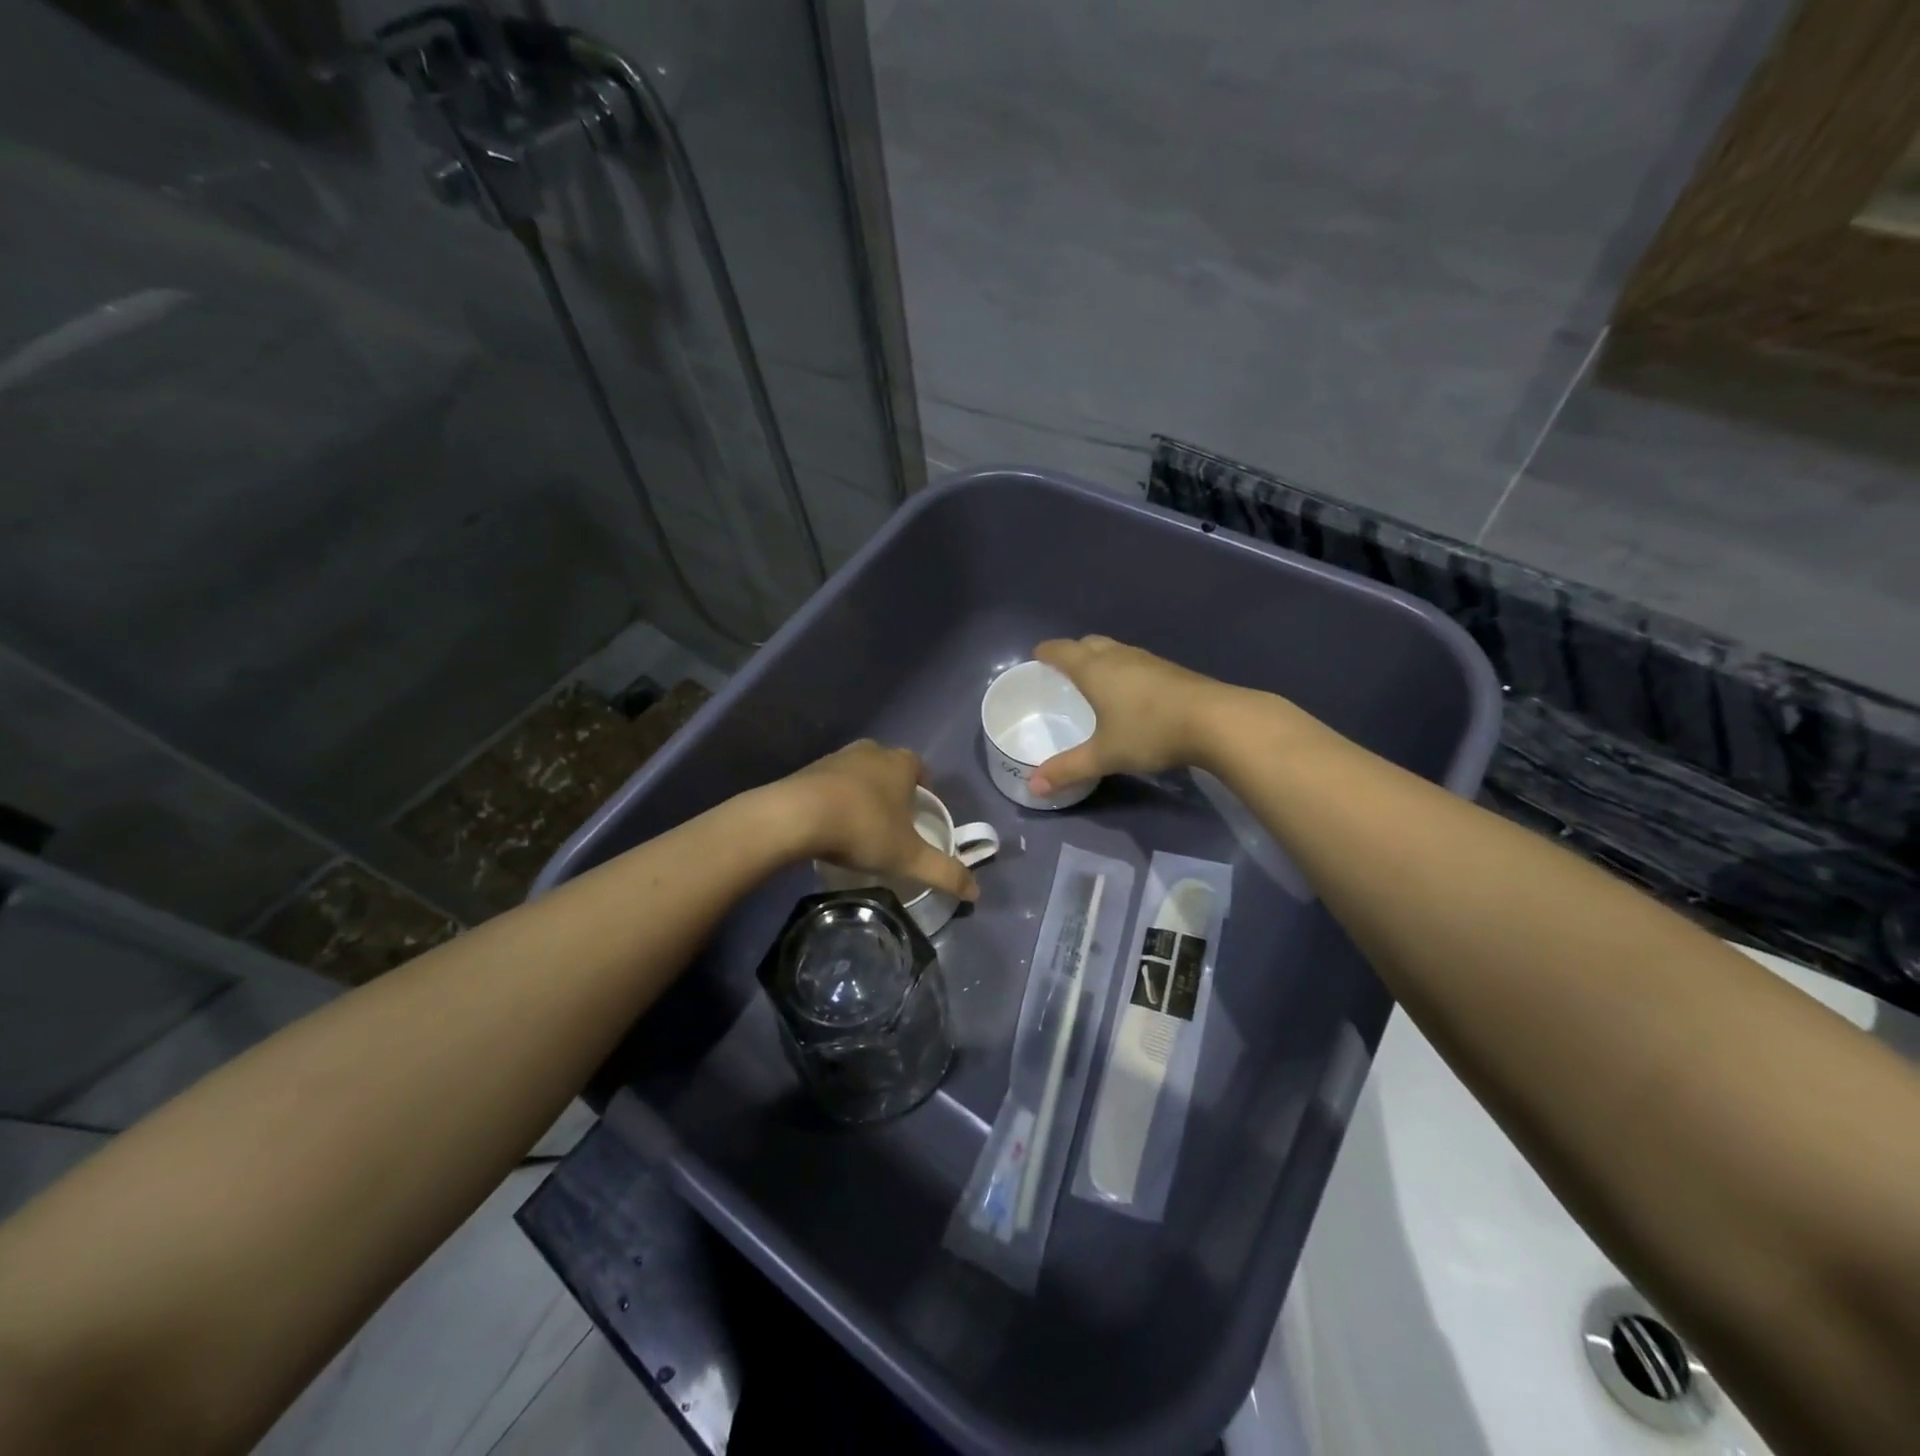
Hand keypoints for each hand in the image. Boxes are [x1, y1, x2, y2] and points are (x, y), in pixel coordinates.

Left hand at [778, 740, 978, 900]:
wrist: (796, 816)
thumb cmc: (863, 829)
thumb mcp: (908, 857)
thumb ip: (944, 872)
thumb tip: (977, 892)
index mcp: (900, 764)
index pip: (919, 767)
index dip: (922, 786)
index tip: (919, 810)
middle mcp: (871, 752)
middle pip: (888, 766)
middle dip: (892, 788)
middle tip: (892, 820)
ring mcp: (836, 758)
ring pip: (858, 772)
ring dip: (861, 792)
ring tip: (860, 825)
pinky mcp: (807, 770)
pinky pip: (829, 783)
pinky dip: (834, 798)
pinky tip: (830, 824)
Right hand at [1027, 636, 1231, 795]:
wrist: (1216, 721)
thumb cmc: (1149, 732)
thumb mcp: (1104, 755)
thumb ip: (1068, 769)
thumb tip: (1033, 787)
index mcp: (1095, 670)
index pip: (1062, 651)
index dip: (1047, 651)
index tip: (1037, 655)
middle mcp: (1120, 657)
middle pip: (1090, 643)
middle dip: (1074, 651)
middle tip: (1064, 669)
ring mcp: (1149, 661)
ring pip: (1116, 651)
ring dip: (1101, 659)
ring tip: (1095, 679)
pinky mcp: (1172, 671)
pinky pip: (1136, 662)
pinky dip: (1124, 670)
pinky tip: (1131, 693)